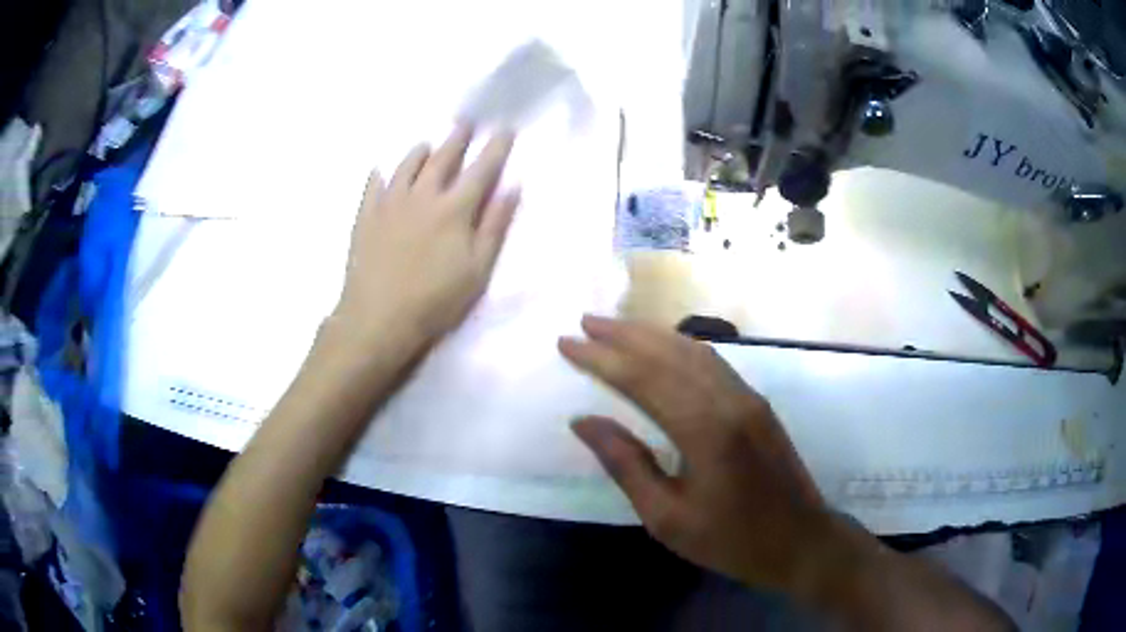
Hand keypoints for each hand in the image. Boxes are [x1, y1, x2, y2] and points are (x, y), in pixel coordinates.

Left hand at [332, 126, 519, 346]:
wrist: (378, 317)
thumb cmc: (435, 300)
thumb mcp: (477, 270)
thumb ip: (495, 226)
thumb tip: (512, 186)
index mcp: (454, 209)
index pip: (481, 169)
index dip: (496, 147)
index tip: (505, 129)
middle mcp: (422, 196)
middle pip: (442, 158)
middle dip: (457, 138)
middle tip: (464, 122)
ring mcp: (390, 203)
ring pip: (407, 166)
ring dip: (419, 151)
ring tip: (426, 143)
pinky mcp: (366, 216)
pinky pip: (373, 185)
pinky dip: (380, 174)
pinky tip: (381, 170)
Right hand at [558, 316, 831, 591]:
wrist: (799, 540)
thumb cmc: (731, 540)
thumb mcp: (667, 518)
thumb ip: (626, 465)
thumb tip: (584, 421)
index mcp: (705, 430)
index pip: (643, 378)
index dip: (602, 358)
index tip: (567, 343)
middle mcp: (728, 400)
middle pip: (668, 353)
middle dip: (623, 334)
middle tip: (585, 322)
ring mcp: (747, 397)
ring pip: (693, 351)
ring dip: (652, 334)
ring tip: (615, 328)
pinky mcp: (757, 403)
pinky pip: (712, 362)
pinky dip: (679, 348)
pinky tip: (663, 349)